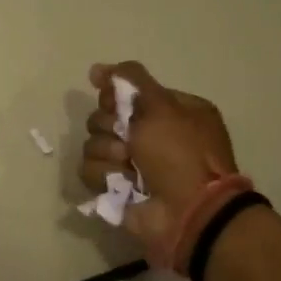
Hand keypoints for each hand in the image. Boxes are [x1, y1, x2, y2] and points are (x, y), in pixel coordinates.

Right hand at [81, 61, 238, 258]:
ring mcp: (130, 164)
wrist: (190, 212)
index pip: (124, 93)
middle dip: (110, 129)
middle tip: (129, 142)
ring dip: (108, 155)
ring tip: (127, 167)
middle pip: (103, 118)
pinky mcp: (115, 189)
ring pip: (93, 144)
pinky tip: (121, 184)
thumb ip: (131, 79)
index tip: (115, 104)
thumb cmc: (181, 154)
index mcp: (167, 112)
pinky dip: (104, 176)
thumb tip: (96, 69)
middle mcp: (148, 136)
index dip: (115, 98)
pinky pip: (90, 171)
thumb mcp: (163, 106)